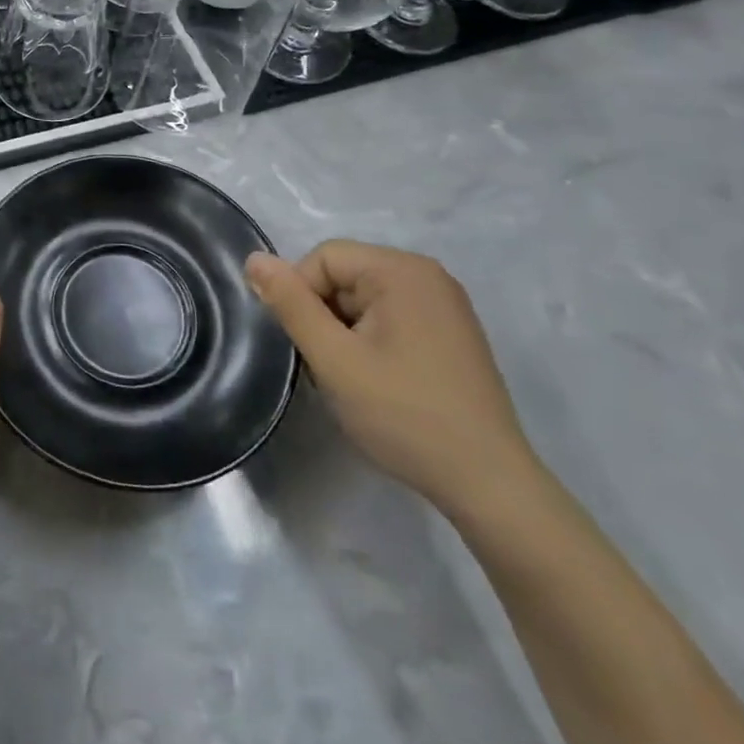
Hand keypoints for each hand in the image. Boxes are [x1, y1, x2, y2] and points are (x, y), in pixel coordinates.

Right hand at [247, 242, 535, 515]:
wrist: (490, 485)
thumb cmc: (405, 415)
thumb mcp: (334, 359)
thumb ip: (290, 304)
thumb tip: (254, 259)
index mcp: (402, 270)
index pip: (323, 258)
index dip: (302, 297)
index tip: (310, 347)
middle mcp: (428, 275)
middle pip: (344, 276)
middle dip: (324, 316)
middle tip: (331, 368)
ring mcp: (444, 305)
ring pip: (363, 300)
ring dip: (345, 332)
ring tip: (355, 379)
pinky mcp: (451, 333)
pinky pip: (390, 317)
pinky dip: (371, 342)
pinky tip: (379, 382)